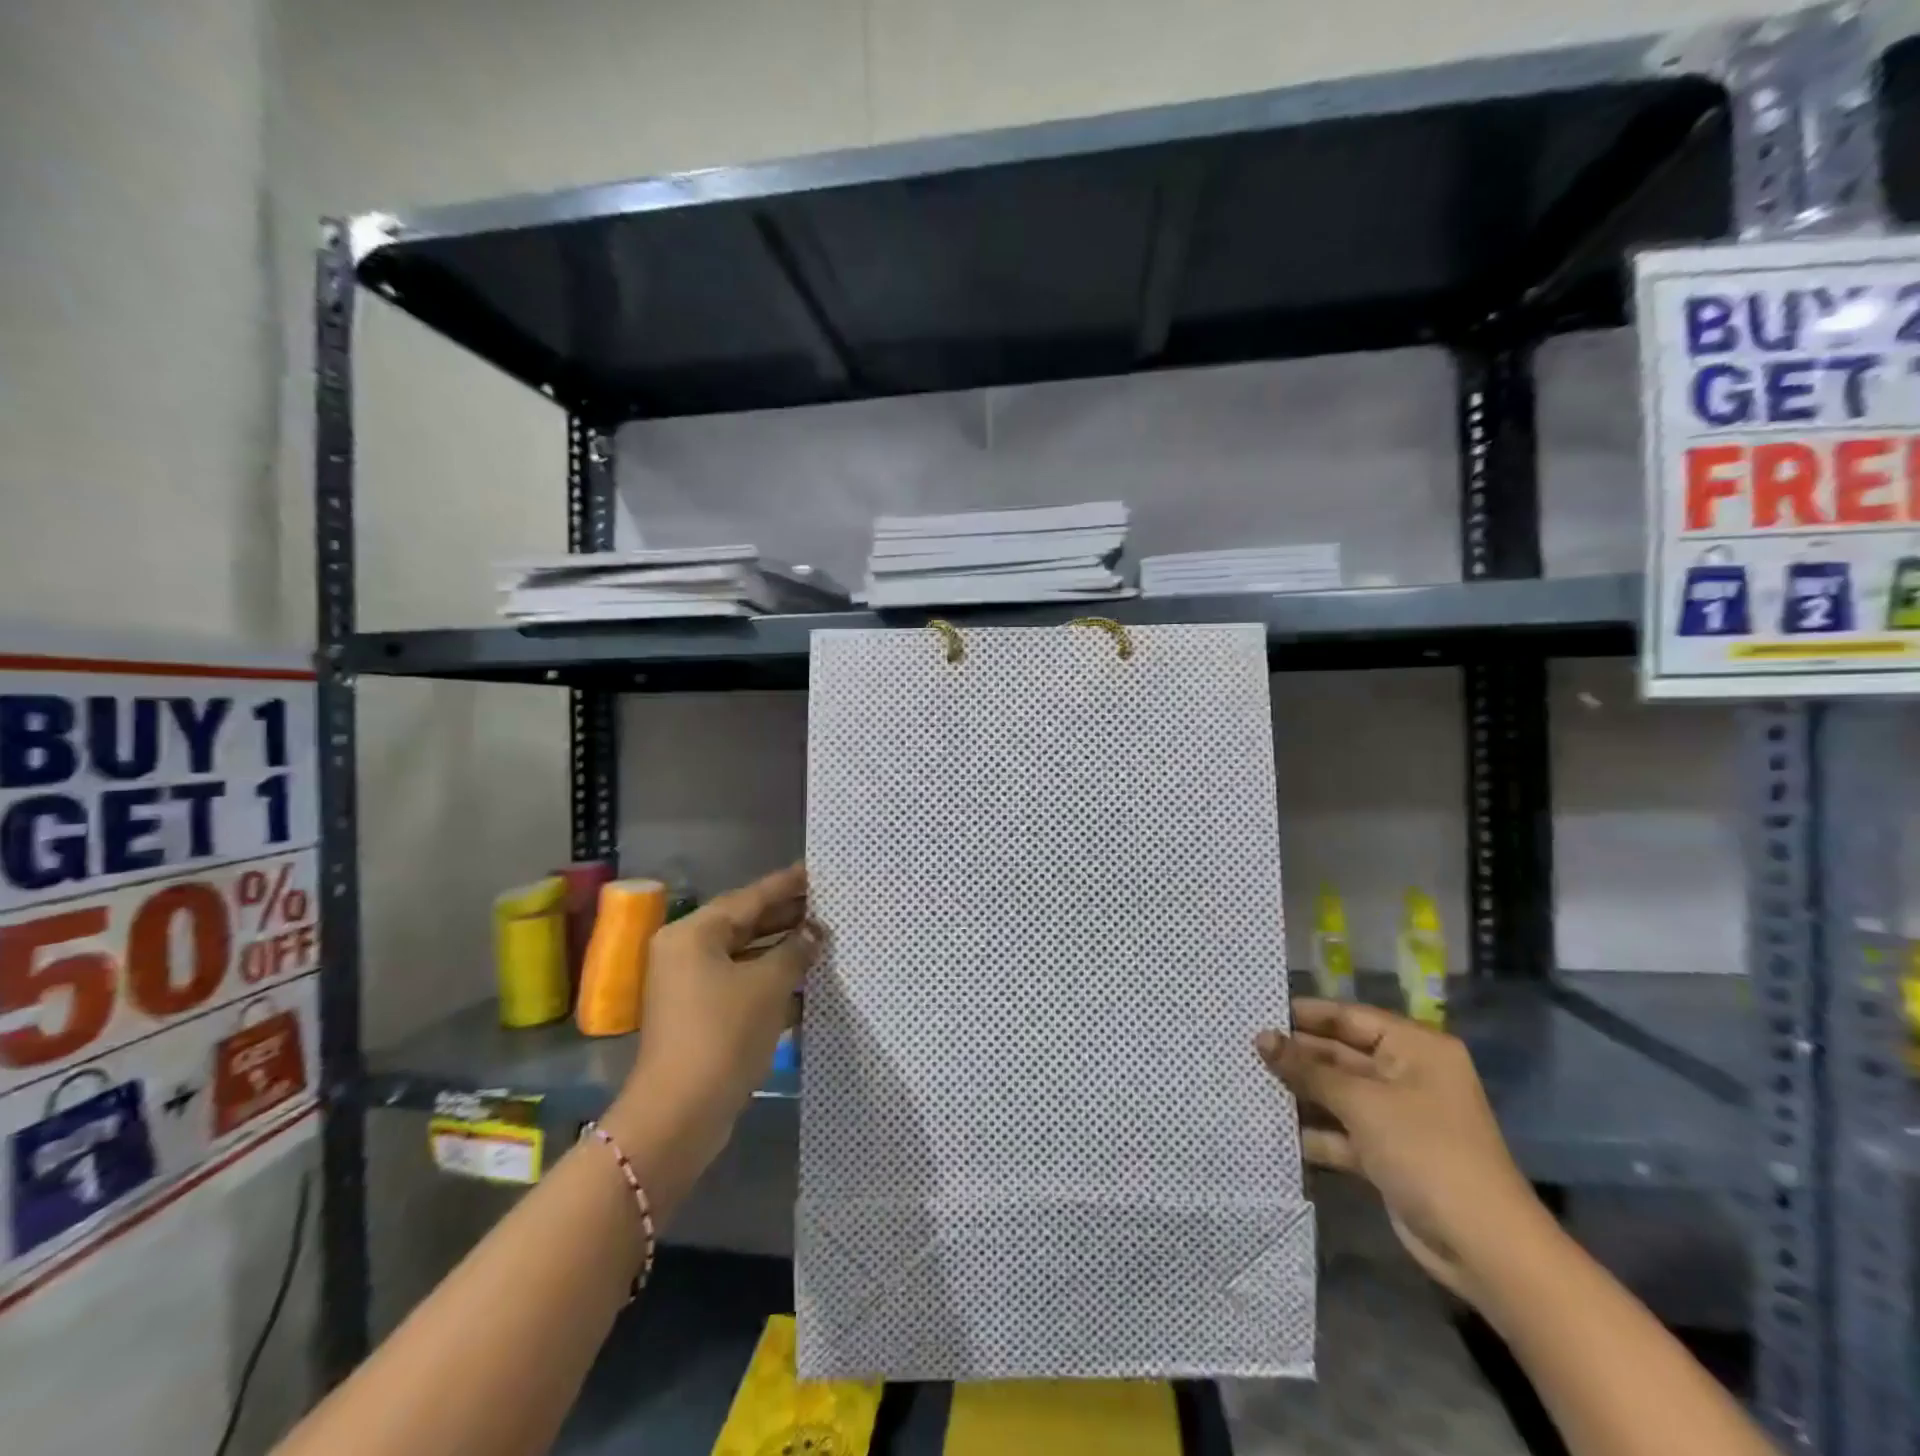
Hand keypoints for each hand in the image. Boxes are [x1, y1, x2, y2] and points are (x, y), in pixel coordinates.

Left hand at [609, 865, 819, 1173]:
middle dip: (787, 918)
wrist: (680, 1115)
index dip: (785, 885)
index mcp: (693, 934)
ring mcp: (692, 987)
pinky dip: (773, 982)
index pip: (748, 898)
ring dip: (784, 952)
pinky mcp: (703, 1017)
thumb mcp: (768, 985)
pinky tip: (810, 982)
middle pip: (746, 925)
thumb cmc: (723, 1034)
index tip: (816, 871)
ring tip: (826, 940)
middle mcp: (687, 953)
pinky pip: (744, 986)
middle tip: (829, 905)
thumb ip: (795, 950)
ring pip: (747, 958)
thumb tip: (816, 931)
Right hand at [1256, 1000, 1547, 1305]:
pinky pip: (1342, 1131)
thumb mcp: (1361, 1102)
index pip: (1349, 1017)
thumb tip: (1261, 1037)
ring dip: (1300, 1092)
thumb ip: (1308, 1068)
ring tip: (1247, 1081)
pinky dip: (1314, 1131)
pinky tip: (1272, 1126)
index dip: (1304, 1014)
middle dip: (1297, 1055)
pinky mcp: (1387, 1153)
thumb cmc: (1425, 1151)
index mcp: (1414, 1048)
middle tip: (1244, 1048)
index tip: (1257, 1011)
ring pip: (1338, 1093)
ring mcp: (1398, 1116)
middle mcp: (1407, 1074)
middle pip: (1341, 1054)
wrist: (1483, 1247)